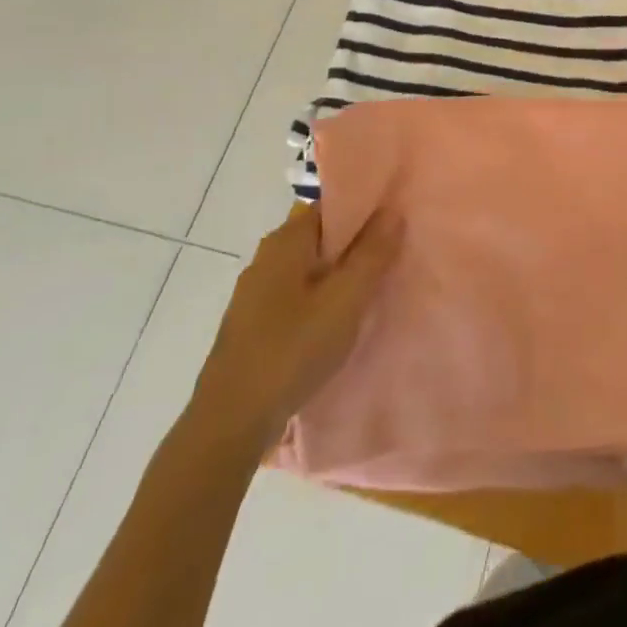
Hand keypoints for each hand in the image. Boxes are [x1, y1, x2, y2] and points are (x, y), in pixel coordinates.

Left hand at [188, 204, 402, 456]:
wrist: (230, 422)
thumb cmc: (292, 350)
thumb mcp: (345, 300)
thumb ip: (372, 254)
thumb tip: (391, 210)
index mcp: (285, 241)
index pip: (330, 205)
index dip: (365, 208)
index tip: (396, 218)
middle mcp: (266, 258)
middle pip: (320, 236)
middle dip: (356, 241)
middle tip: (395, 252)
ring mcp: (256, 292)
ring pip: (309, 268)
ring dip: (340, 272)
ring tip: (375, 285)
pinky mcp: (254, 323)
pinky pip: (298, 294)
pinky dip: (322, 296)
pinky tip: (340, 318)